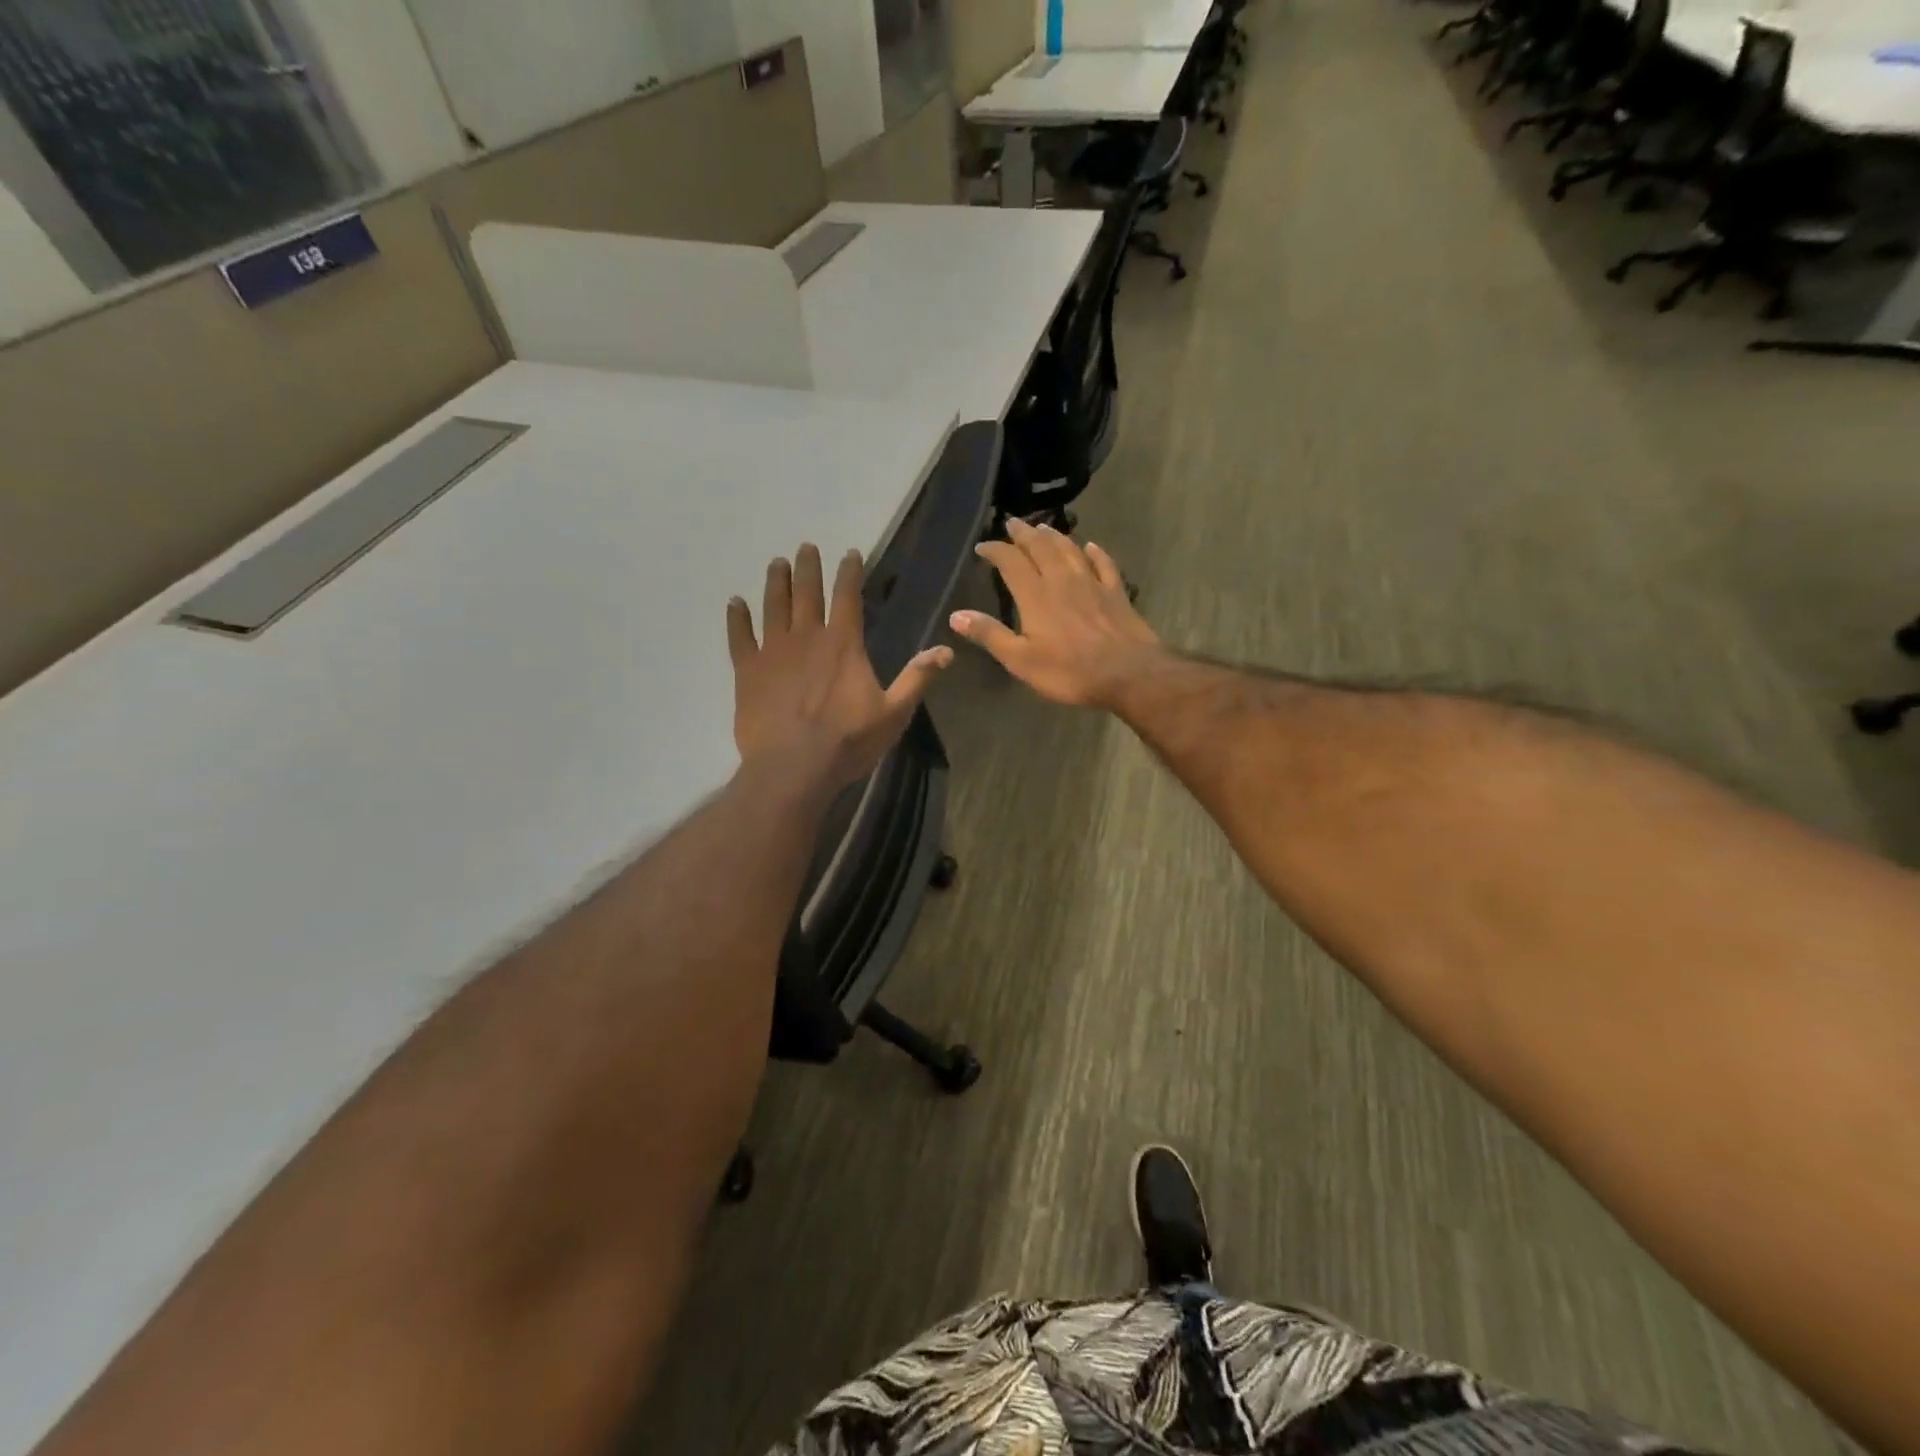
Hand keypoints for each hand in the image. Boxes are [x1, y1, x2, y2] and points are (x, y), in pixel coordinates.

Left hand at [728, 544, 951, 788]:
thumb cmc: (848, 741)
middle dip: (808, 567)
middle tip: (805, 547)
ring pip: (773, 606)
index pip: (848, 596)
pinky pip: (739, 637)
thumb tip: (947, 650)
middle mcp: (807, 637)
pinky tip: (734, 603)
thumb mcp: (894, 712)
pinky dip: (737, 618)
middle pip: (807, 593)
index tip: (849, 553)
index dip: (849, 572)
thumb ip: (917, 678)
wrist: (794, 767)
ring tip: (776, 563)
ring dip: (776, 583)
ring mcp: (773, 652)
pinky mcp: (748, 671)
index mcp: (843, 644)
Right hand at [951, 520, 1162, 707]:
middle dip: (1024, 534)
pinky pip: (1103, 564)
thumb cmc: (1069, 671)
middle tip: (1012, 524)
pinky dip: (1094, 552)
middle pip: (1040, 548)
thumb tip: (956, 615)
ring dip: (1054, 536)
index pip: (1010, 563)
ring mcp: (1092, 583)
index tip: (983, 546)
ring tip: (1043, 526)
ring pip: (1070, 550)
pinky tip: (1090, 546)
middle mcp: (1062, 580)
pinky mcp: (1116, 592)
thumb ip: (990, 635)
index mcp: (1035, 595)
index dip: (995, 551)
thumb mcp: (1021, 660)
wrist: (1128, 673)